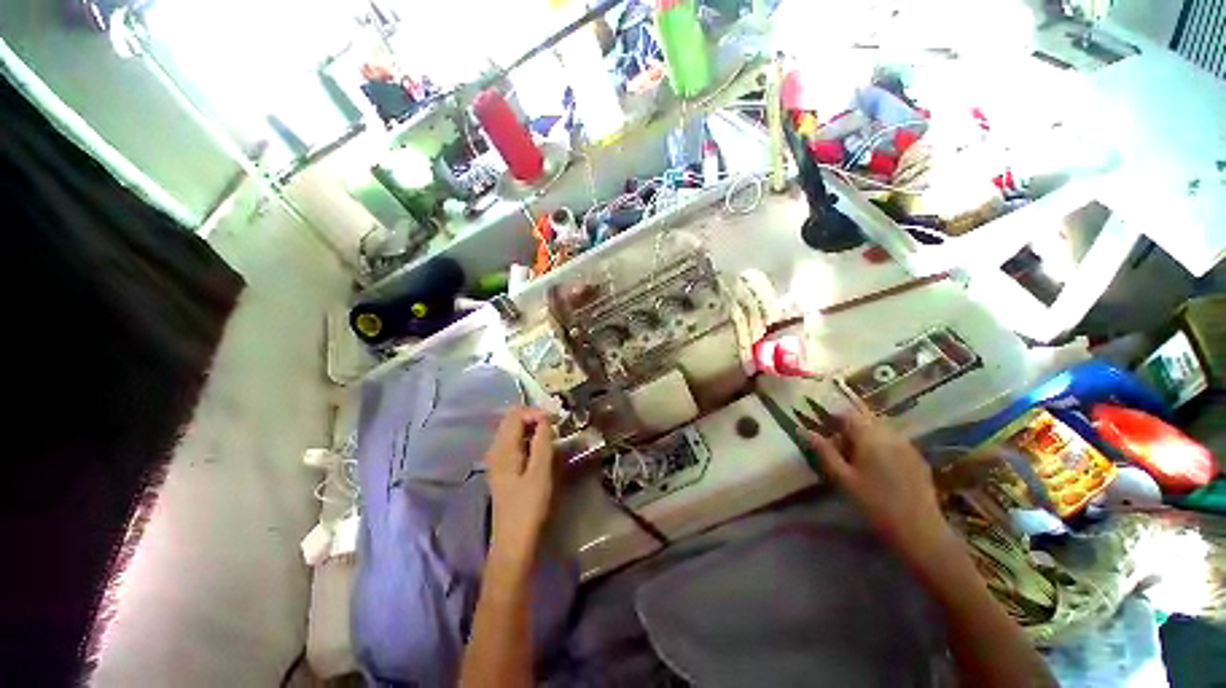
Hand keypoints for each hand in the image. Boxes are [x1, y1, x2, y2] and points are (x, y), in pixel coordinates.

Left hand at [484, 407, 556, 567]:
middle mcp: (496, 450)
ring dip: (533, 429)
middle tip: (556, 427)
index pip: (516, 414)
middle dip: (534, 419)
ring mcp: (498, 460)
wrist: (514, 543)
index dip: (536, 412)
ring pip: (515, 432)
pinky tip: (542, 450)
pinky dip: (530, 441)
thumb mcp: (540, 472)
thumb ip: (542, 441)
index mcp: (502, 449)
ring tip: (552, 437)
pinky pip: (516, 444)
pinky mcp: (504, 470)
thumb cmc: (529, 507)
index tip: (556, 420)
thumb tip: (545, 418)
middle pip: (513, 421)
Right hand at [808, 410, 952, 558]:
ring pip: (880, 430)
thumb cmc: (874, 504)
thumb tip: (804, 430)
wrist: (919, 530)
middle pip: (865, 420)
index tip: (824, 435)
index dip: (833, 420)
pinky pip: (894, 442)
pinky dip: (881, 447)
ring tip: (858, 461)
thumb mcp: (842, 479)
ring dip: (866, 438)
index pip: (848, 415)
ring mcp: (908, 445)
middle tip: (839, 451)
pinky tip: (878, 469)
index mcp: (870, 436)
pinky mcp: (918, 458)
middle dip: (849, 430)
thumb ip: (824, 452)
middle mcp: (890, 434)